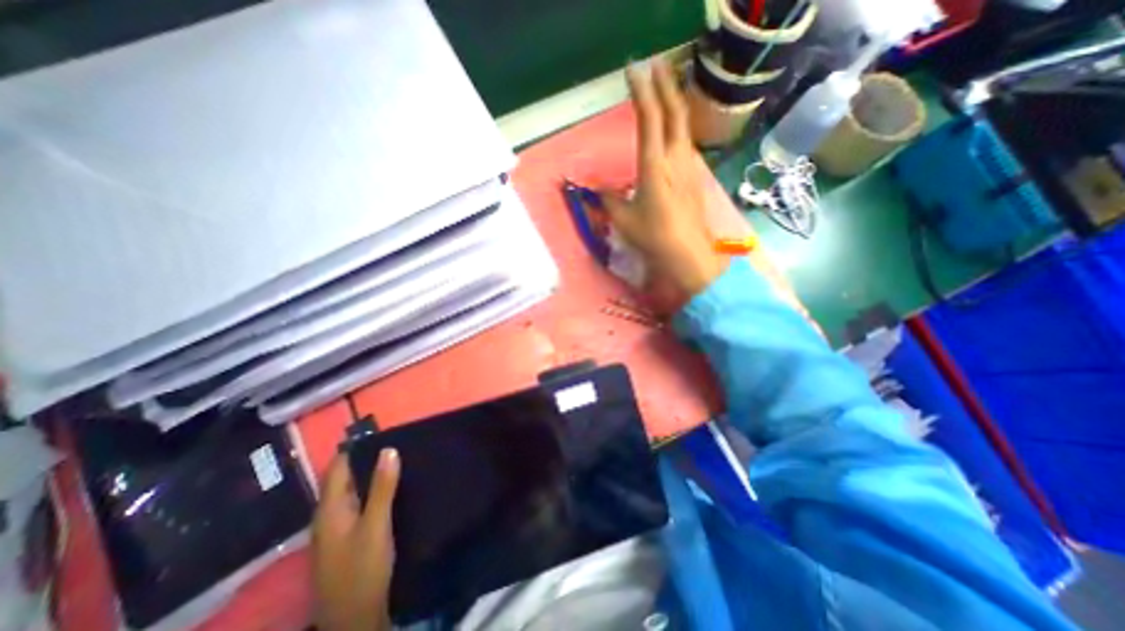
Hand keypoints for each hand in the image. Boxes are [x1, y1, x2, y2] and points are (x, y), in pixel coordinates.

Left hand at [312, 450, 402, 630]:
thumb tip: (389, 449)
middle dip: (365, 459)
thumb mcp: (376, 525)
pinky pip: (357, 504)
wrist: (353, 621)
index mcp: (329, 509)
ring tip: (398, 460)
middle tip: (396, 443)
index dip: (355, 448)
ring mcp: (335, 529)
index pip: (337, 468)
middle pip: (343, 478)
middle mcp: (327, 516)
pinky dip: (371, 491)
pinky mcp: (345, 539)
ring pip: (351, 492)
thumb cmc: (363, 569)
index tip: (380, 432)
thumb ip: (383, 487)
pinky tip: (390, 489)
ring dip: (370, 475)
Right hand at [601, 57, 734, 309]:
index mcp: (654, 165)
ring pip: (684, 124)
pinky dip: (678, 126)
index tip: (632, 71)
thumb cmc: (653, 236)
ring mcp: (689, 165)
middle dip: (664, 84)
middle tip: (654, 66)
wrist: (688, 252)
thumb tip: (596, 190)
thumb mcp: (623, 219)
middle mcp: (675, 157)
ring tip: (665, 90)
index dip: (641, 91)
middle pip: (675, 110)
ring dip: (674, 103)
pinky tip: (673, 130)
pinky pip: (686, 141)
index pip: (649, 118)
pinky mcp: (695, 175)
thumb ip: (608, 200)